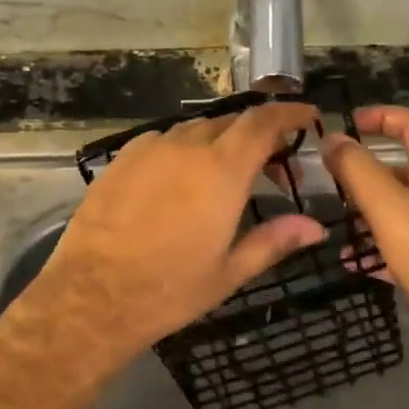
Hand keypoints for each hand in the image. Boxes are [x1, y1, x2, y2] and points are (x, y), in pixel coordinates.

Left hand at [0, 101, 326, 408]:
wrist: (93, 296)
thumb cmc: (169, 289)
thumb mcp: (229, 272)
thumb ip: (275, 241)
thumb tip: (316, 227)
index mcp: (222, 170)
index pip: (263, 122)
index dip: (288, 112)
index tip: (307, 115)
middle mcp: (187, 147)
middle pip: (231, 122)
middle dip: (257, 135)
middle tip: (270, 166)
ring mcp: (150, 149)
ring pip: (195, 130)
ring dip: (219, 142)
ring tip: (225, 174)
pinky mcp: (122, 159)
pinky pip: (163, 140)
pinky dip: (184, 149)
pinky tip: (180, 179)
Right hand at [321, 106, 408, 390]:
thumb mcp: (392, 209)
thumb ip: (358, 171)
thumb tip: (331, 137)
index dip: (382, 117)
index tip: (345, 124)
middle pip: (401, 168)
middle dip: (363, 168)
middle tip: (326, 178)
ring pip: (397, 209)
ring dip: (364, 210)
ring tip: (329, 218)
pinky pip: (399, 246)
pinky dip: (373, 248)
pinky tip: (349, 261)